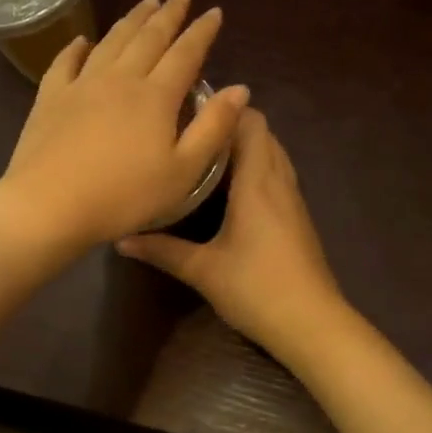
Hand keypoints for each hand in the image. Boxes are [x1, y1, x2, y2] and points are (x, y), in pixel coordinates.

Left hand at [0, 0, 249, 254]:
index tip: (213, 11)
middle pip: (148, 38)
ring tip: (145, 2)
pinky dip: (77, 47)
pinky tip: (83, 41)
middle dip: (168, 13)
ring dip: (131, 20)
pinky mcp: (50, 99)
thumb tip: (240, 88)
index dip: (202, 31)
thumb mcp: (183, 172)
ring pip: (111, 42)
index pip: (185, 54)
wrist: (49, 205)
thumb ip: (213, 128)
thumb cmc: (124, 197)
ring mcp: (81, 85)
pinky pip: (65, 62)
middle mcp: (120, 79)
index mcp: (156, 96)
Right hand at [117, 108, 345, 361]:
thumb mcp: (202, 270)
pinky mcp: (298, 218)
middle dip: (231, 126)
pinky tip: (231, 191)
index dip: (224, 109)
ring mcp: (293, 200)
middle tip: (190, 135)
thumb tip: (121, 239)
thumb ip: (161, 250)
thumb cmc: (256, 288)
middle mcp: (279, 181)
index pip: (251, 122)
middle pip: (263, 133)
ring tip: (205, 157)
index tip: (189, 112)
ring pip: (273, 155)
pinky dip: (258, 170)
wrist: (311, 323)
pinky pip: (278, 176)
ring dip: (246, 148)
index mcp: (258, 181)